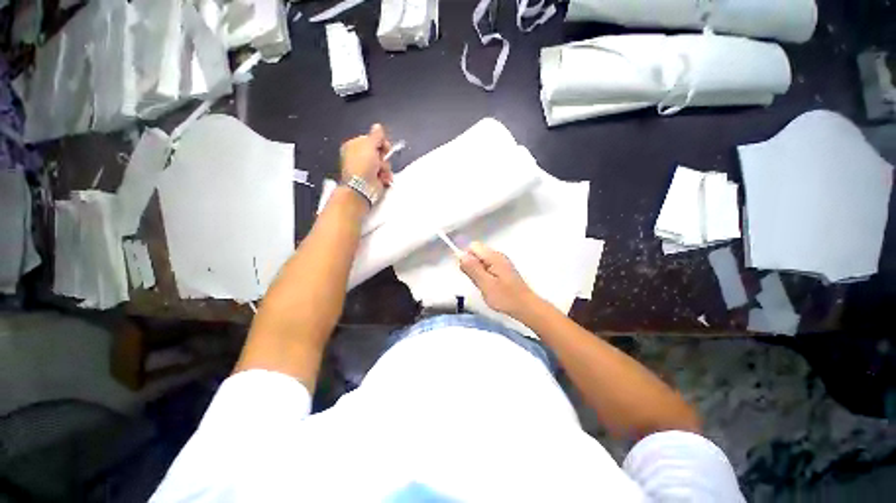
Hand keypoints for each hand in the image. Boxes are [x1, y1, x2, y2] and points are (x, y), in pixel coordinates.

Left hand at [340, 124, 393, 201]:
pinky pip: (386, 175)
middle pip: (380, 152)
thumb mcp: (369, 144)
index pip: (372, 139)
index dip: (380, 142)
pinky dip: (386, 177)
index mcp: (354, 146)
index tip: (383, 145)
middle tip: (379, 158)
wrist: (362, 187)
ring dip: (385, 168)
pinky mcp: (375, 180)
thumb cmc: (362, 165)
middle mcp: (360, 157)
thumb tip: (378, 126)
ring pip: (385, 164)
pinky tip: (382, 178)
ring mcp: (368, 169)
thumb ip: (376, 135)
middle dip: (383, 156)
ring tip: (379, 171)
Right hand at [459, 242, 538, 317]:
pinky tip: (489, 286)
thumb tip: (461, 255)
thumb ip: (472, 268)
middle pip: (476, 253)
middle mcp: (498, 256)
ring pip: (481, 261)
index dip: (466, 258)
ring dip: (478, 272)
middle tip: (478, 281)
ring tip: (484, 285)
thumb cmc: (505, 297)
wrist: (525, 307)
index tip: (468, 273)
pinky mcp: (503, 270)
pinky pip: (487, 267)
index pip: (472, 246)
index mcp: (493, 257)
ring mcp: (501, 262)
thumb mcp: (485, 284)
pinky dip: (484, 275)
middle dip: (472, 266)